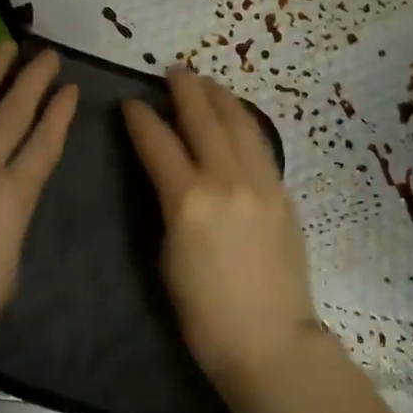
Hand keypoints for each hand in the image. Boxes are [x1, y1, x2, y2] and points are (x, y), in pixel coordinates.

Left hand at [0, 43, 77, 380]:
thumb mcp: (7, 268)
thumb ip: (10, 222)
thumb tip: (3, 198)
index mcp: (13, 199)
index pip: (45, 144)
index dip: (60, 113)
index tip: (71, 88)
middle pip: (12, 113)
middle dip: (33, 80)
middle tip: (47, 54)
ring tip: (6, 47)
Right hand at [122, 69, 319, 402]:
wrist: (269, 340)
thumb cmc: (205, 314)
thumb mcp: (168, 257)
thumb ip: (169, 206)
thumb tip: (170, 177)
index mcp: (189, 201)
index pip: (159, 143)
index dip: (142, 119)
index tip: (130, 103)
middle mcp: (226, 180)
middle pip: (203, 119)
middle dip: (185, 90)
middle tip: (173, 73)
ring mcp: (260, 182)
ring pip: (238, 123)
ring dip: (219, 97)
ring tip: (205, 83)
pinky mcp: (282, 192)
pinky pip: (259, 144)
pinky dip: (244, 122)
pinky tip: (237, 117)